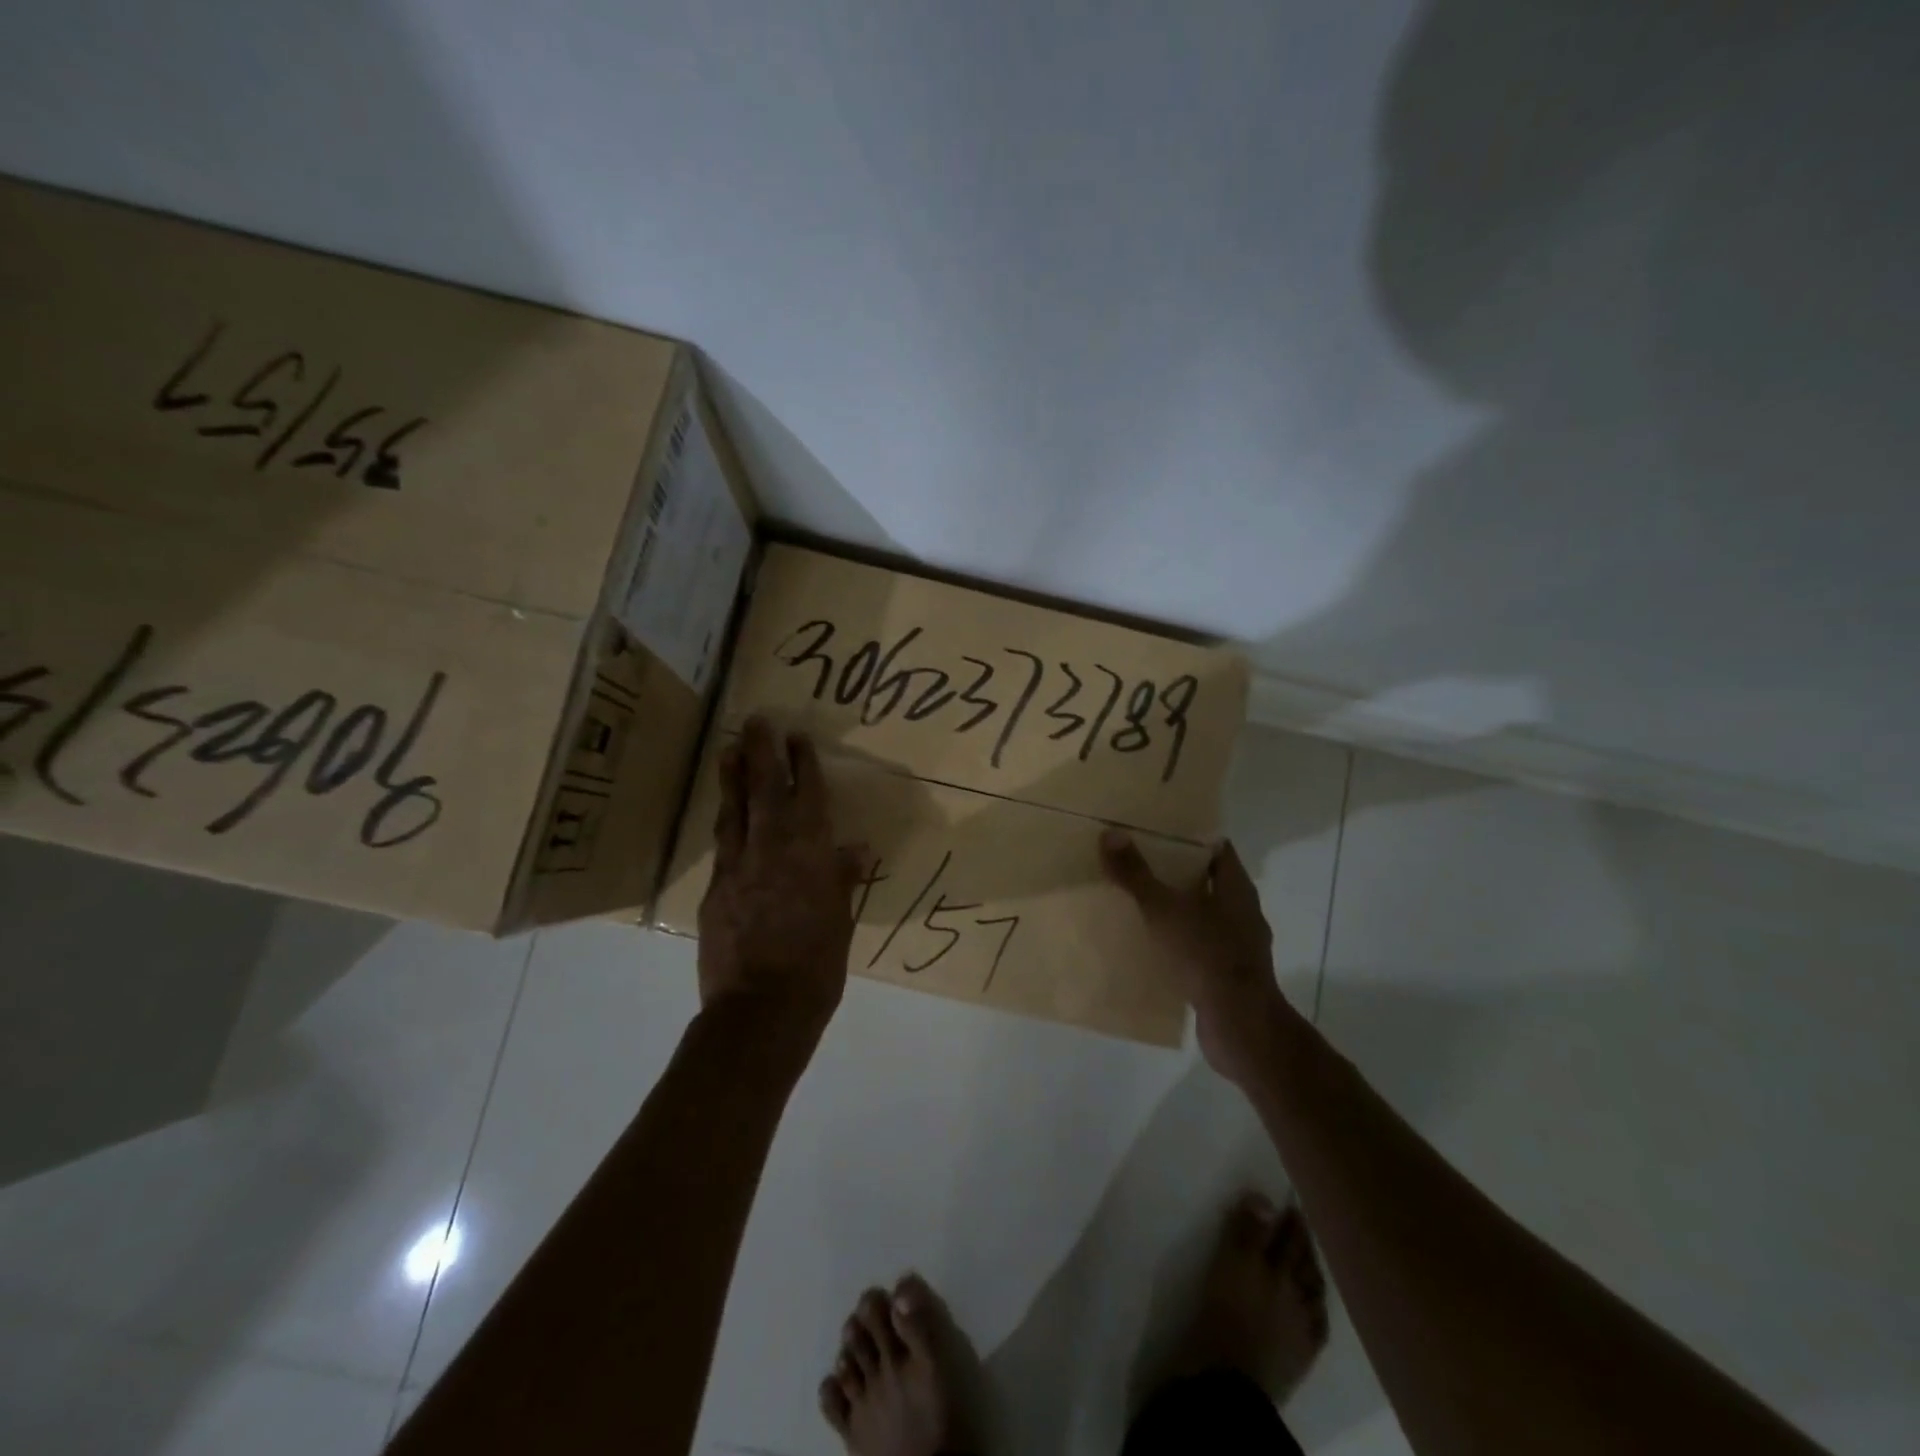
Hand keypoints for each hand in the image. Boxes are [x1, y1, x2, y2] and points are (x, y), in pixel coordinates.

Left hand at [698, 716, 862, 1031]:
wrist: (760, 1011)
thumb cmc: (816, 968)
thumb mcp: (840, 923)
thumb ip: (842, 880)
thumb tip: (856, 850)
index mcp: (811, 857)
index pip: (808, 799)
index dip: (804, 765)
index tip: (798, 737)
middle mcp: (773, 852)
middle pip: (766, 791)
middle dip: (762, 752)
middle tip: (757, 720)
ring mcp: (739, 868)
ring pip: (735, 811)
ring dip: (733, 777)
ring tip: (727, 748)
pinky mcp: (716, 889)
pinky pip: (722, 844)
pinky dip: (725, 821)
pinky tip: (724, 812)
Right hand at [1100, 829, 1293, 1084]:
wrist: (1239, 1025)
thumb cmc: (1205, 955)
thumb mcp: (1163, 910)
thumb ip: (1136, 874)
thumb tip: (1111, 834)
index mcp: (1236, 888)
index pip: (1217, 850)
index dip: (1190, 839)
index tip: (1158, 834)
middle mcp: (1244, 912)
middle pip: (1210, 882)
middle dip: (1177, 874)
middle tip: (1139, 865)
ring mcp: (1241, 946)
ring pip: (1205, 917)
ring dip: (1178, 912)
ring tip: (1140, 906)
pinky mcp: (1230, 976)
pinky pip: (1202, 949)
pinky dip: (1181, 945)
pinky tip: (1154, 949)